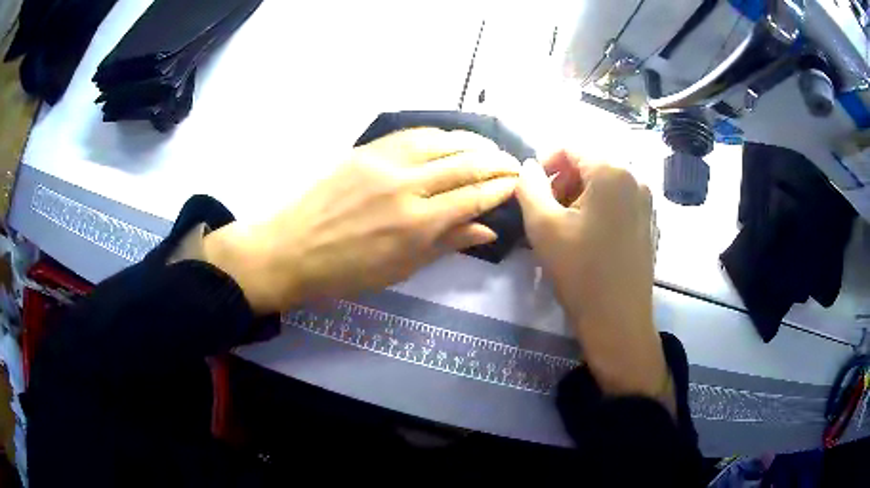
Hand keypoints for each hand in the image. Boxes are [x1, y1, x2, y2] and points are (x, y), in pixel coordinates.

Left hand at [204, 128, 519, 314]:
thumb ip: (447, 243)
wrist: (293, 248)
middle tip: (514, 163)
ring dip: (473, 143)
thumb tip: (487, 229)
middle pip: (466, 164)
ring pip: (443, 141)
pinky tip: (451, 138)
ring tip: (490, 149)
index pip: (474, 196)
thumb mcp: (402, 268)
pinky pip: (413, 134)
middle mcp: (408, 185)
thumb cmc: (348, 271)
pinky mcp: (367, 150)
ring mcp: (385, 162)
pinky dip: (440, 134)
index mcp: (418, 224)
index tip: (518, 184)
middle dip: (497, 162)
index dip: (502, 188)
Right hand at [516, 151, 671, 407]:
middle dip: (564, 180)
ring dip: (581, 194)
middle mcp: (636, 178)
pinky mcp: (651, 223)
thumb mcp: (542, 225)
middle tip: (547, 210)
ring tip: (566, 224)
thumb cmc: (580, 271)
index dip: (545, 162)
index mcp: (612, 171)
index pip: (571, 147)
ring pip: (606, 183)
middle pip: (591, 163)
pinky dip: (600, 207)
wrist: (618, 320)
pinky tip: (590, 236)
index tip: (532, 189)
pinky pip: (621, 201)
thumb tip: (529, 167)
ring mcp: (648, 202)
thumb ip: (529, 186)